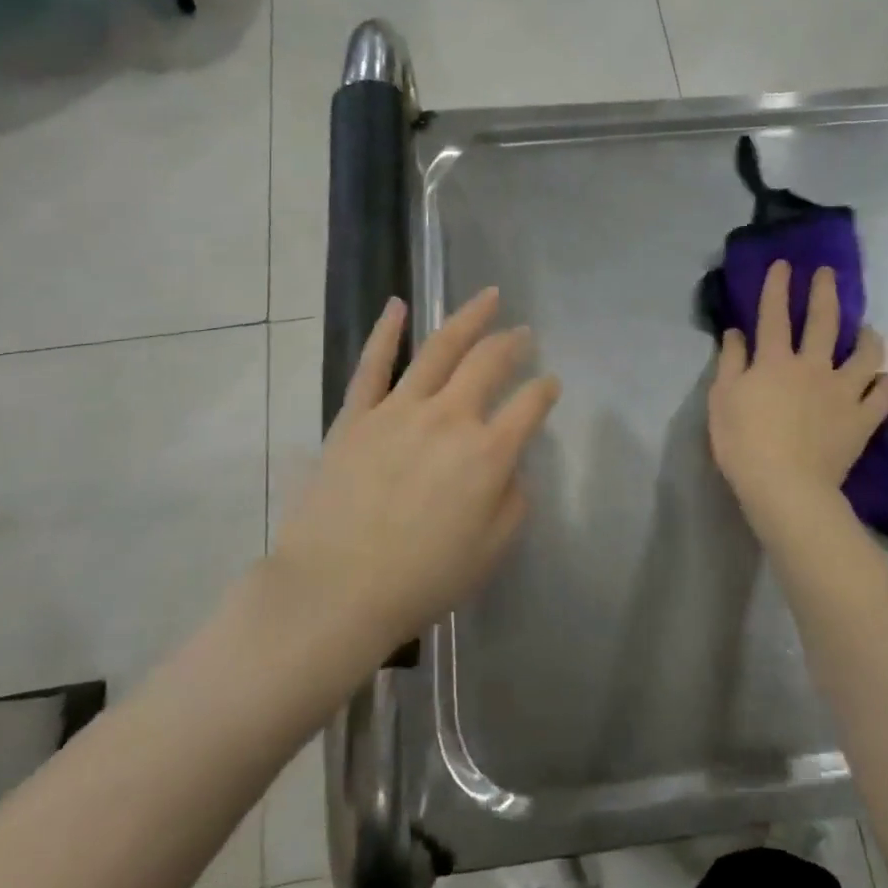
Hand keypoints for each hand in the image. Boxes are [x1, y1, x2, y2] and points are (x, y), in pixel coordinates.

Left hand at [273, 288, 559, 655]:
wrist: (336, 591)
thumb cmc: (422, 579)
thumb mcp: (491, 551)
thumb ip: (514, 501)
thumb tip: (511, 467)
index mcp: (488, 452)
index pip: (530, 405)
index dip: (545, 390)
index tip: (550, 384)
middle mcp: (449, 417)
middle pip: (489, 363)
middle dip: (513, 343)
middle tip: (524, 332)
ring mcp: (399, 409)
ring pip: (440, 349)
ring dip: (468, 318)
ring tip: (488, 296)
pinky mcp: (357, 415)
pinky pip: (372, 365)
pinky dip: (385, 331)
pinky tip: (398, 304)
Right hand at [708, 262, 887, 536]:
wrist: (785, 487)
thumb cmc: (744, 444)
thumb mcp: (722, 400)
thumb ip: (731, 363)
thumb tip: (736, 333)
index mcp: (774, 361)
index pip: (774, 314)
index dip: (778, 286)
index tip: (784, 264)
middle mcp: (812, 366)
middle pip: (823, 321)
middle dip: (825, 292)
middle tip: (828, 274)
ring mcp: (842, 391)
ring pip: (865, 354)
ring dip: (867, 337)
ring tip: (867, 330)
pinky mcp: (862, 418)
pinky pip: (882, 394)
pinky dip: (883, 383)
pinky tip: (882, 379)